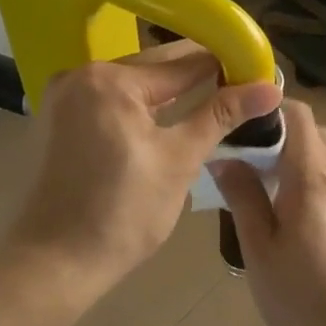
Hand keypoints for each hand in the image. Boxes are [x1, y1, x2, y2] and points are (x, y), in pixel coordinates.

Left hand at [8, 41, 281, 299]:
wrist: (54, 263)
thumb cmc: (122, 215)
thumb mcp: (179, 161)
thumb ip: (221, 115)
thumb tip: (271, 88)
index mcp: (111, 81)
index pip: (183, 62)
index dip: (225, 65)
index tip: (259, 70)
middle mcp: (82, 74)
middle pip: (155, 67)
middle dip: (198, 77)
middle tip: (243, 87)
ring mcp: (64, 94)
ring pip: (133, 84)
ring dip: (170, 92)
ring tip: (215, 100)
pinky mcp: (58, 117)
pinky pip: (111, 99)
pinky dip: (140, 106)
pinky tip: (169, 116)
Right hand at [213, 100, 325, 325]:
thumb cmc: (309, 300)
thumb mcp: (261, 253)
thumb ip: (244, 199)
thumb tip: (225, 158)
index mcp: (312, 178)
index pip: (297, 114)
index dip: (267, 107)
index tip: (237, 123)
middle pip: (312, 130)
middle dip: (276, 133)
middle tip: (244, 159)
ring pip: (325, 154)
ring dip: (294, 156)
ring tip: (264, 187)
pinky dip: (310, 177)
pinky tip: (293, 214)